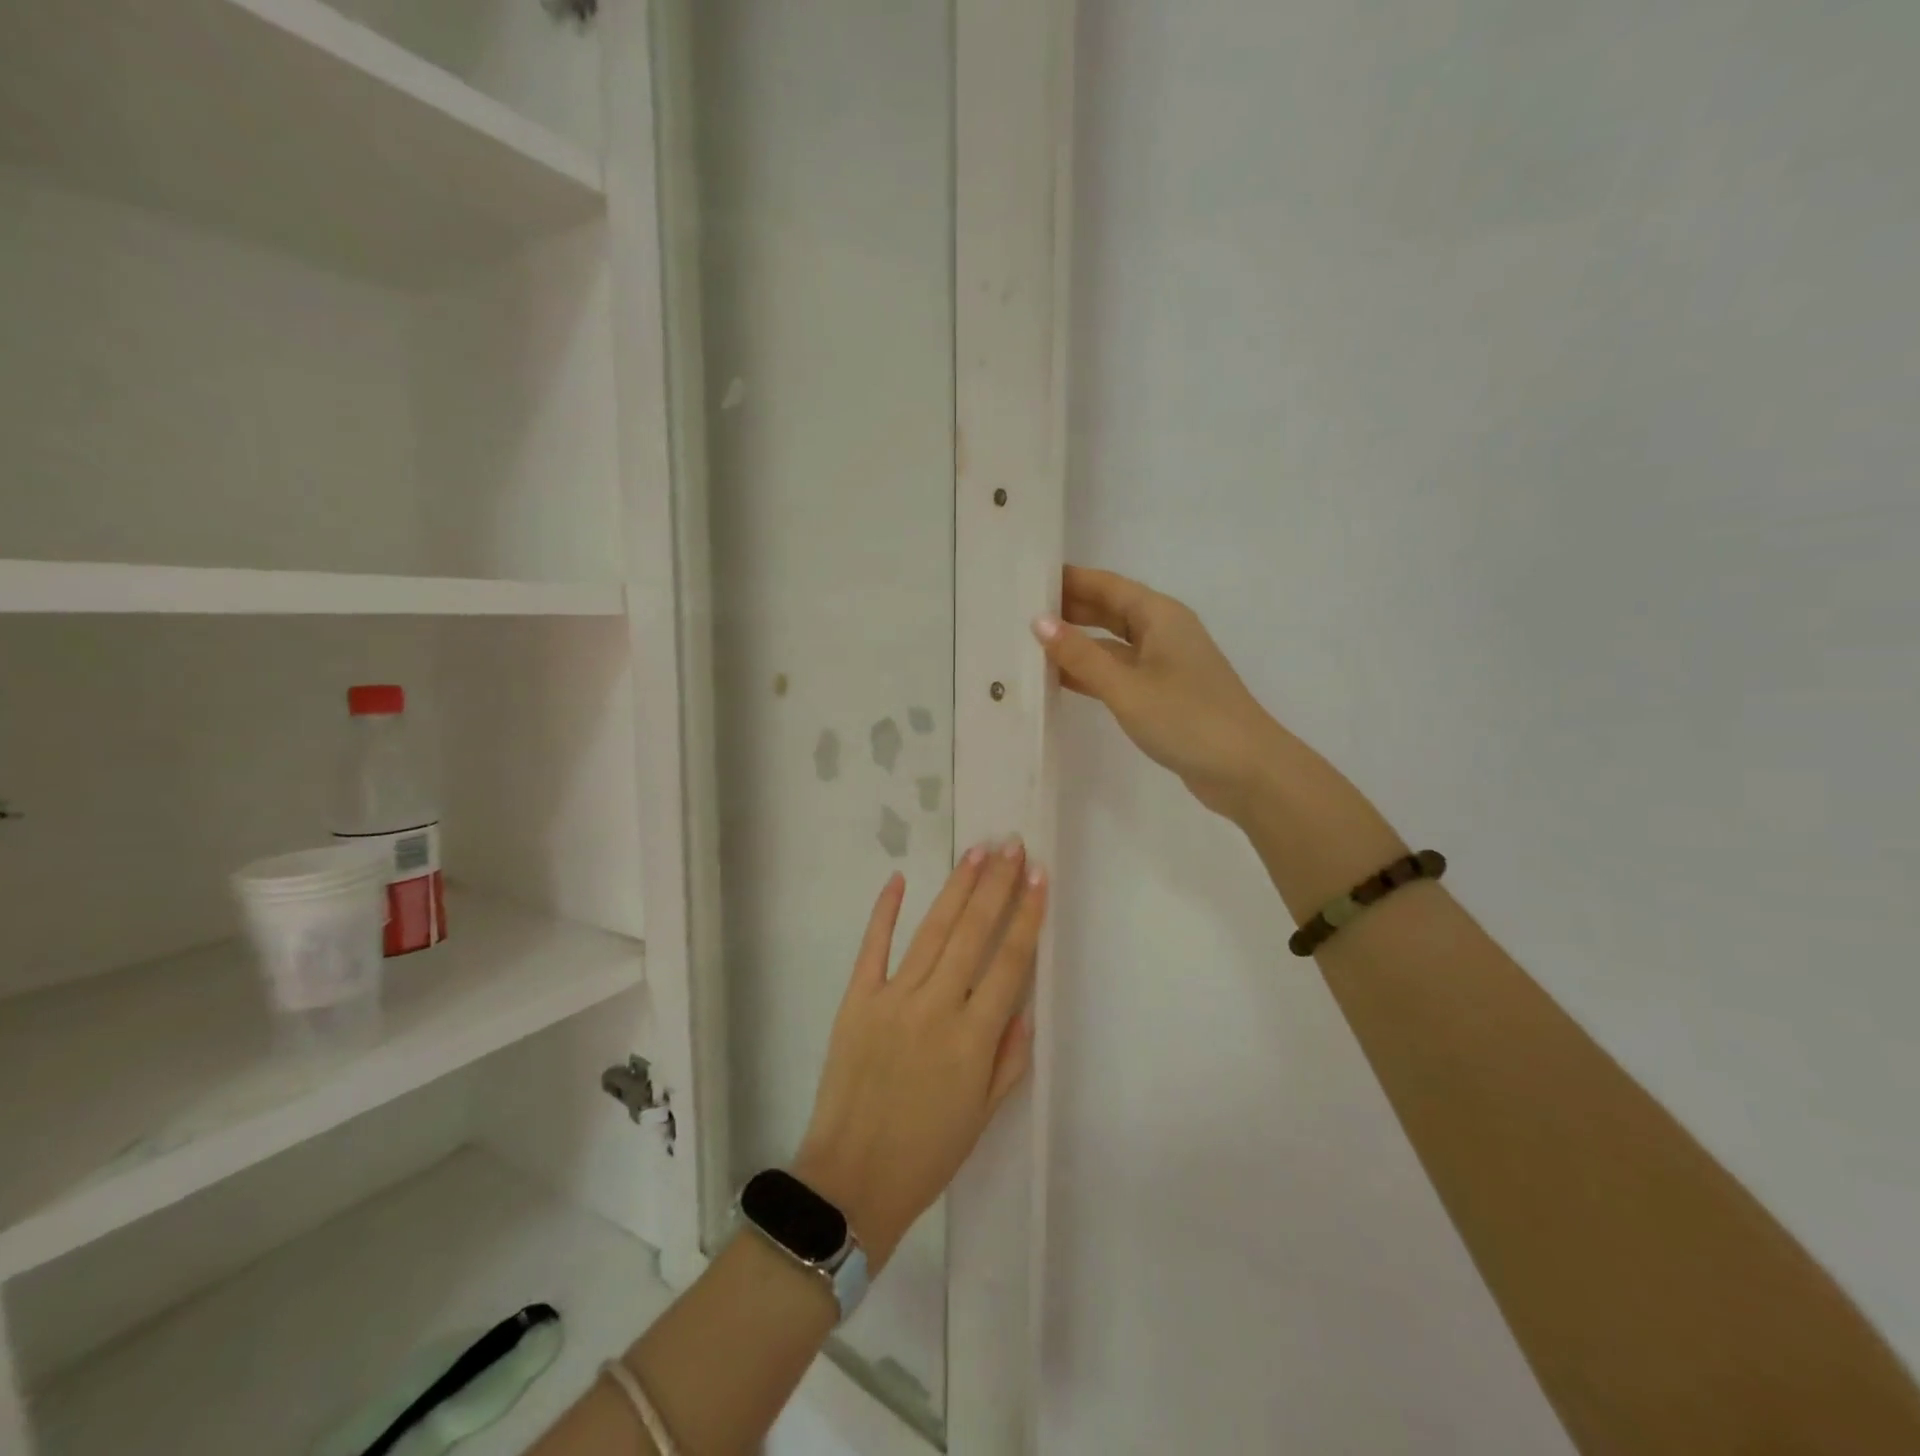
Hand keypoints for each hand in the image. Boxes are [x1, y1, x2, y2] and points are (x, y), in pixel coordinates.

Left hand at [794, 839, 1045, 1271]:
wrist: (851, 1181)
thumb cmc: (927, 1154)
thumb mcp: (983, 1114)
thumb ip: (1009, 1056)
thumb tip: (1024, 1001)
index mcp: (974, 1038)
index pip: (1010, 962)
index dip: (1027, 915)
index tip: (1039, 877)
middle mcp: (937, 1007)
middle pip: (973, 933)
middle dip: (996, 885)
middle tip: (1011, 845)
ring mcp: (893, 999)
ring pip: (932, 931)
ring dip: (957, 889)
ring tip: (977, 853)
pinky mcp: (856, 1001)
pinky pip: (873, 948)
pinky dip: (885, 912)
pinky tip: (899, 879)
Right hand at [1032, 565, 1286, 820]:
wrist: (1246, 769)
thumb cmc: (1187, 719)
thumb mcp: (1126, 686)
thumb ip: (1081, 656)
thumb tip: (1039, 621)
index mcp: (1160, 616)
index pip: (1107, 585)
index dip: (1070, 579)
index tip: (1030, 576)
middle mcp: (1164, 632)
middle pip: (1110, 610)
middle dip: (1070, 609)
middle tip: (1020, 609)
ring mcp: (1165, 664)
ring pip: (1113, 644)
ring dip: (1078, 644)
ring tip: (1031, 643)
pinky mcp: (1164, 694)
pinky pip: (1120, 672)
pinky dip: (1092, 672)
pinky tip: (1061, 680)